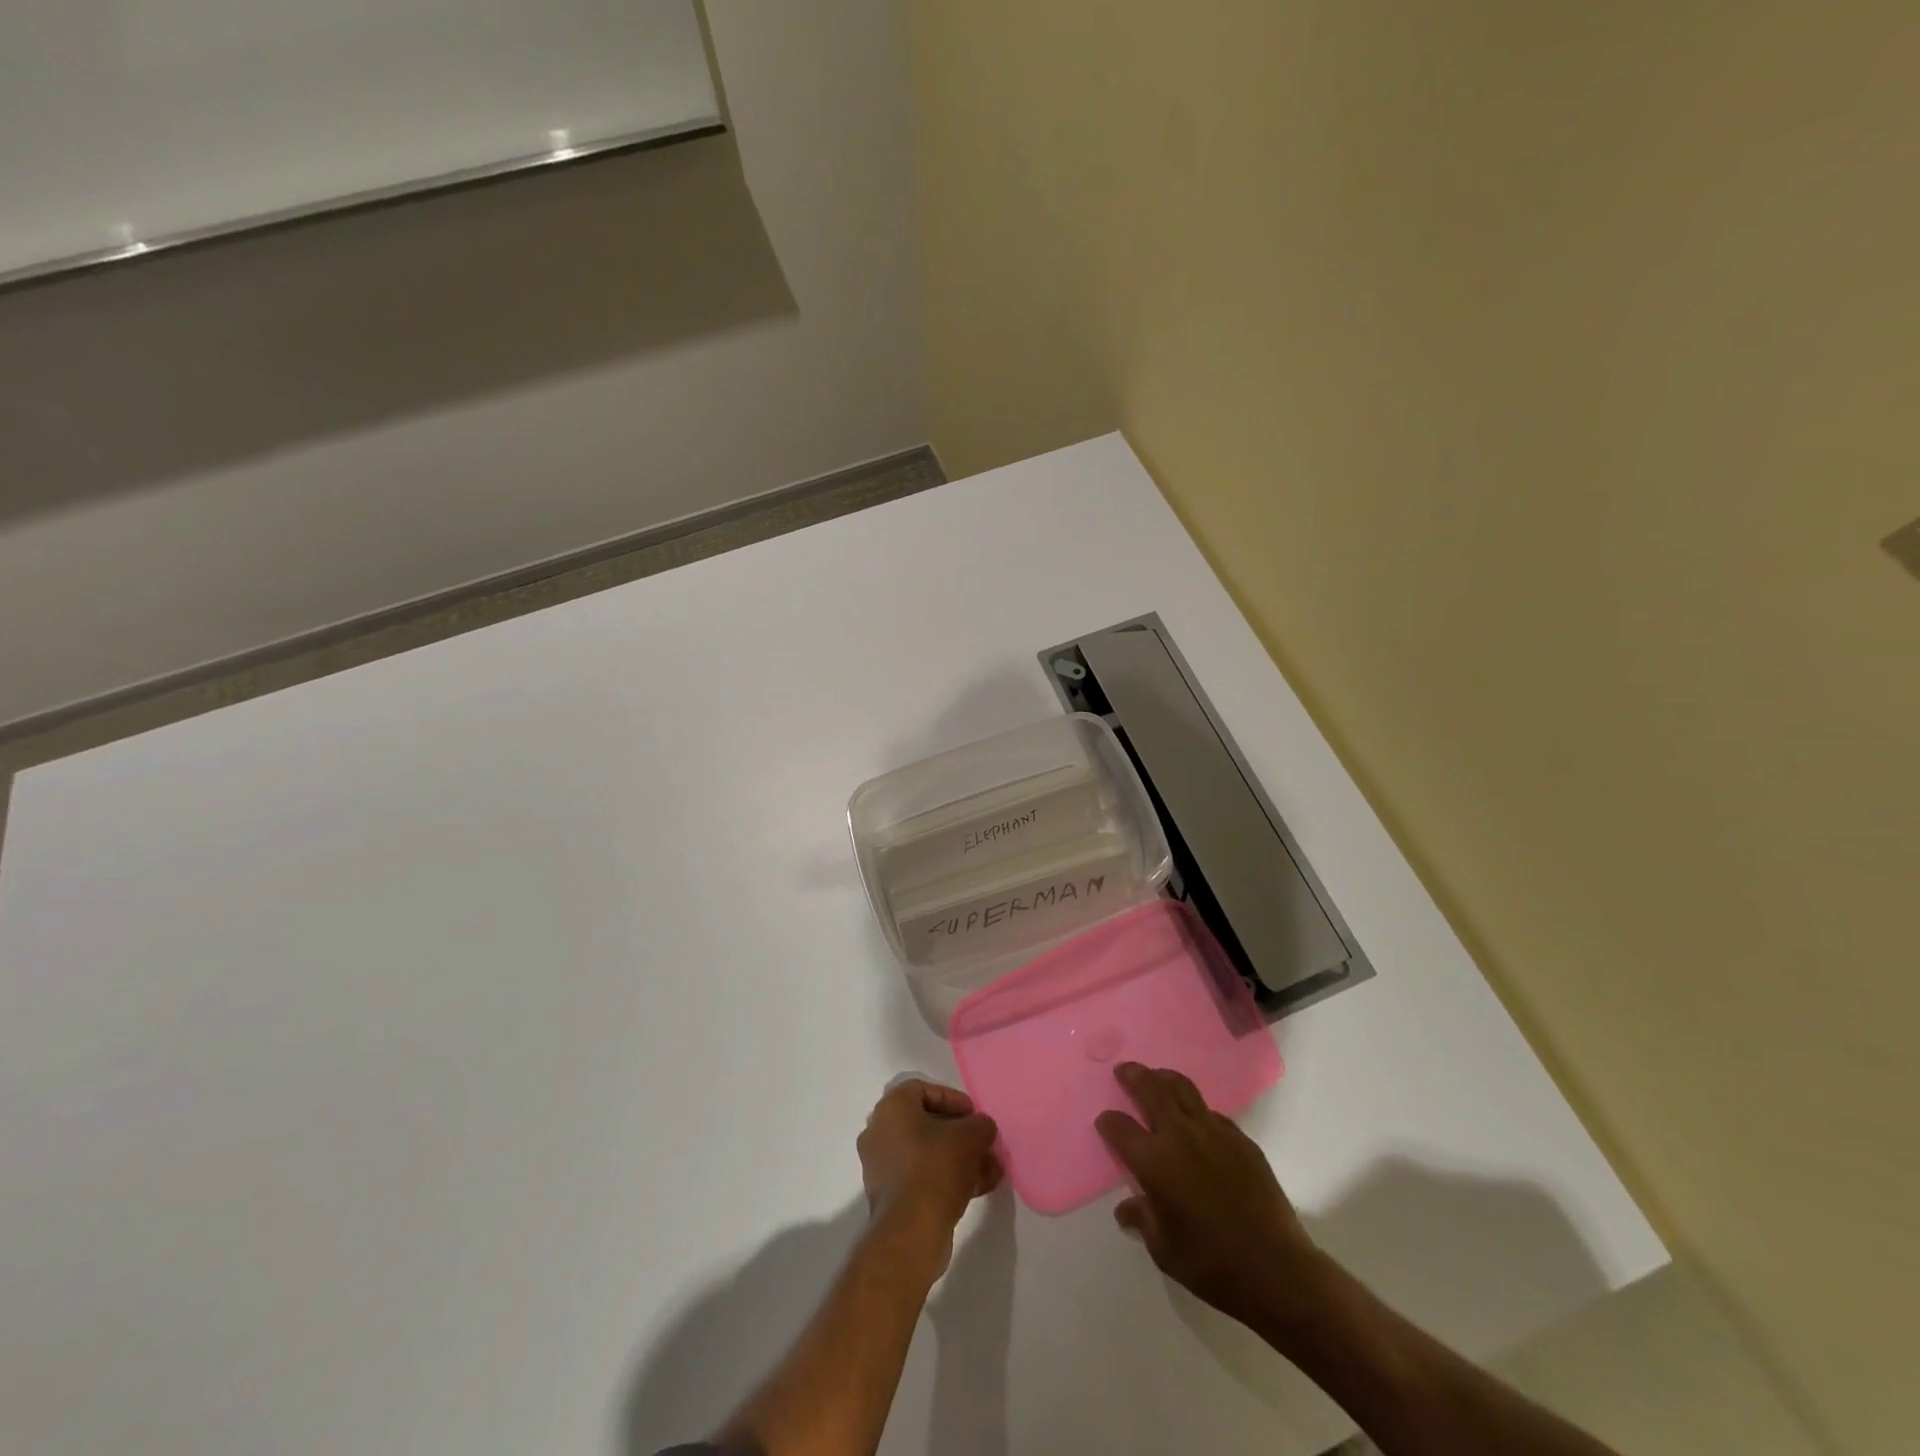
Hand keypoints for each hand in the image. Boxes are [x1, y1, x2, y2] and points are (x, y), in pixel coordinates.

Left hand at [857, 1079, 1001, 1256]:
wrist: (912, 1229)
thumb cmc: (937, 1166)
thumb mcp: (971, 1136)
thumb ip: (980, 1125)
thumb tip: (982, 1128)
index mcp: (892, 1108)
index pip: (924, 1090)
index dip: (953, 1100)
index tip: (974, 1115)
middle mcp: (880, 1131)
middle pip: (926, 1124)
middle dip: (960, 1134)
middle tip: (983, 1144)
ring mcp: (881, 1166)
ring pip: (927, 1153)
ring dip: (959, 1158)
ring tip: (989, 1170)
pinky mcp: (889, 1196)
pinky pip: (922, 1177)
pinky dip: (947, 1178)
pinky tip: (978, 1188)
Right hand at [1095, 1063, 1323, 1331]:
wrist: (1276, 1270)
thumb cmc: (1212, 1264)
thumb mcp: (1164, 1250)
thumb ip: (1143, 1220)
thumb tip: (1127, 1209)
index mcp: (1155, 1161)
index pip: (1120, 1128)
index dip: (1109, 1122)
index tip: (1105, 1121)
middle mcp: (1181, 1136)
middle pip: (1152, 1089)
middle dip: (1134, 1076)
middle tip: (1125, 1071)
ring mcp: (1215, 1133)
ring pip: (1184, 1089)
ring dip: (1165, 1079)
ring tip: (1157, 1078)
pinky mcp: (1242, 1140)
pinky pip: (1212, 1113)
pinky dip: (1197, 1110)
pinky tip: (1197, 1123)